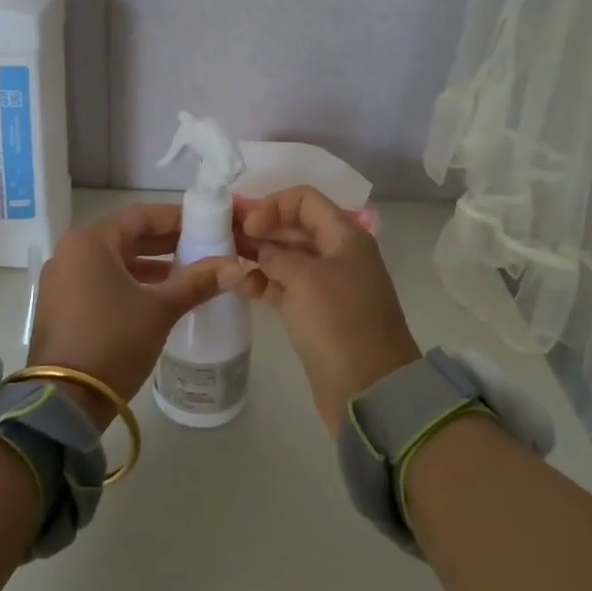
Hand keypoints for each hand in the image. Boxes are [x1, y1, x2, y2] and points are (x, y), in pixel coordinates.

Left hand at [28, 203, 243, 428]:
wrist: (64, 400)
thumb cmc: (113, 340)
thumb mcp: (159, 309)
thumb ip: (197, 282)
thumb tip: (236, 268)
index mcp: (90, 242)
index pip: (139, 216)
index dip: (174, 218)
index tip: (205, 224)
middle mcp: (70, 253)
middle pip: (124, 237)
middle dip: (163, 243)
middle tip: (201, 247)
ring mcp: (61, 281)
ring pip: (112, 261)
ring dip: (147, 265)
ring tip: (185, 274)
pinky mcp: (60, 307)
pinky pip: (99, 282)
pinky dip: (128, 284)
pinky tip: (156, 299)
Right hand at [235, 186, 420, 434]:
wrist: (369, 390)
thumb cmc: (339, 323)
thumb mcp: (304, 279)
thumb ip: (275, 254)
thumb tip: (258, 247)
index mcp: (344, 236)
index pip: (304, 200)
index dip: (272, 205)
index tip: (247, 225)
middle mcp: (336, 254)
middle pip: (294, 226)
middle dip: (260, 227)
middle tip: (221, 235)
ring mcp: (326, 285)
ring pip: (286, 257)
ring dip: (258, 254)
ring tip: (224, 259)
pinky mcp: (315, 313)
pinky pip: (285, 286)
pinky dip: (264, 282)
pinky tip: (241, 286)